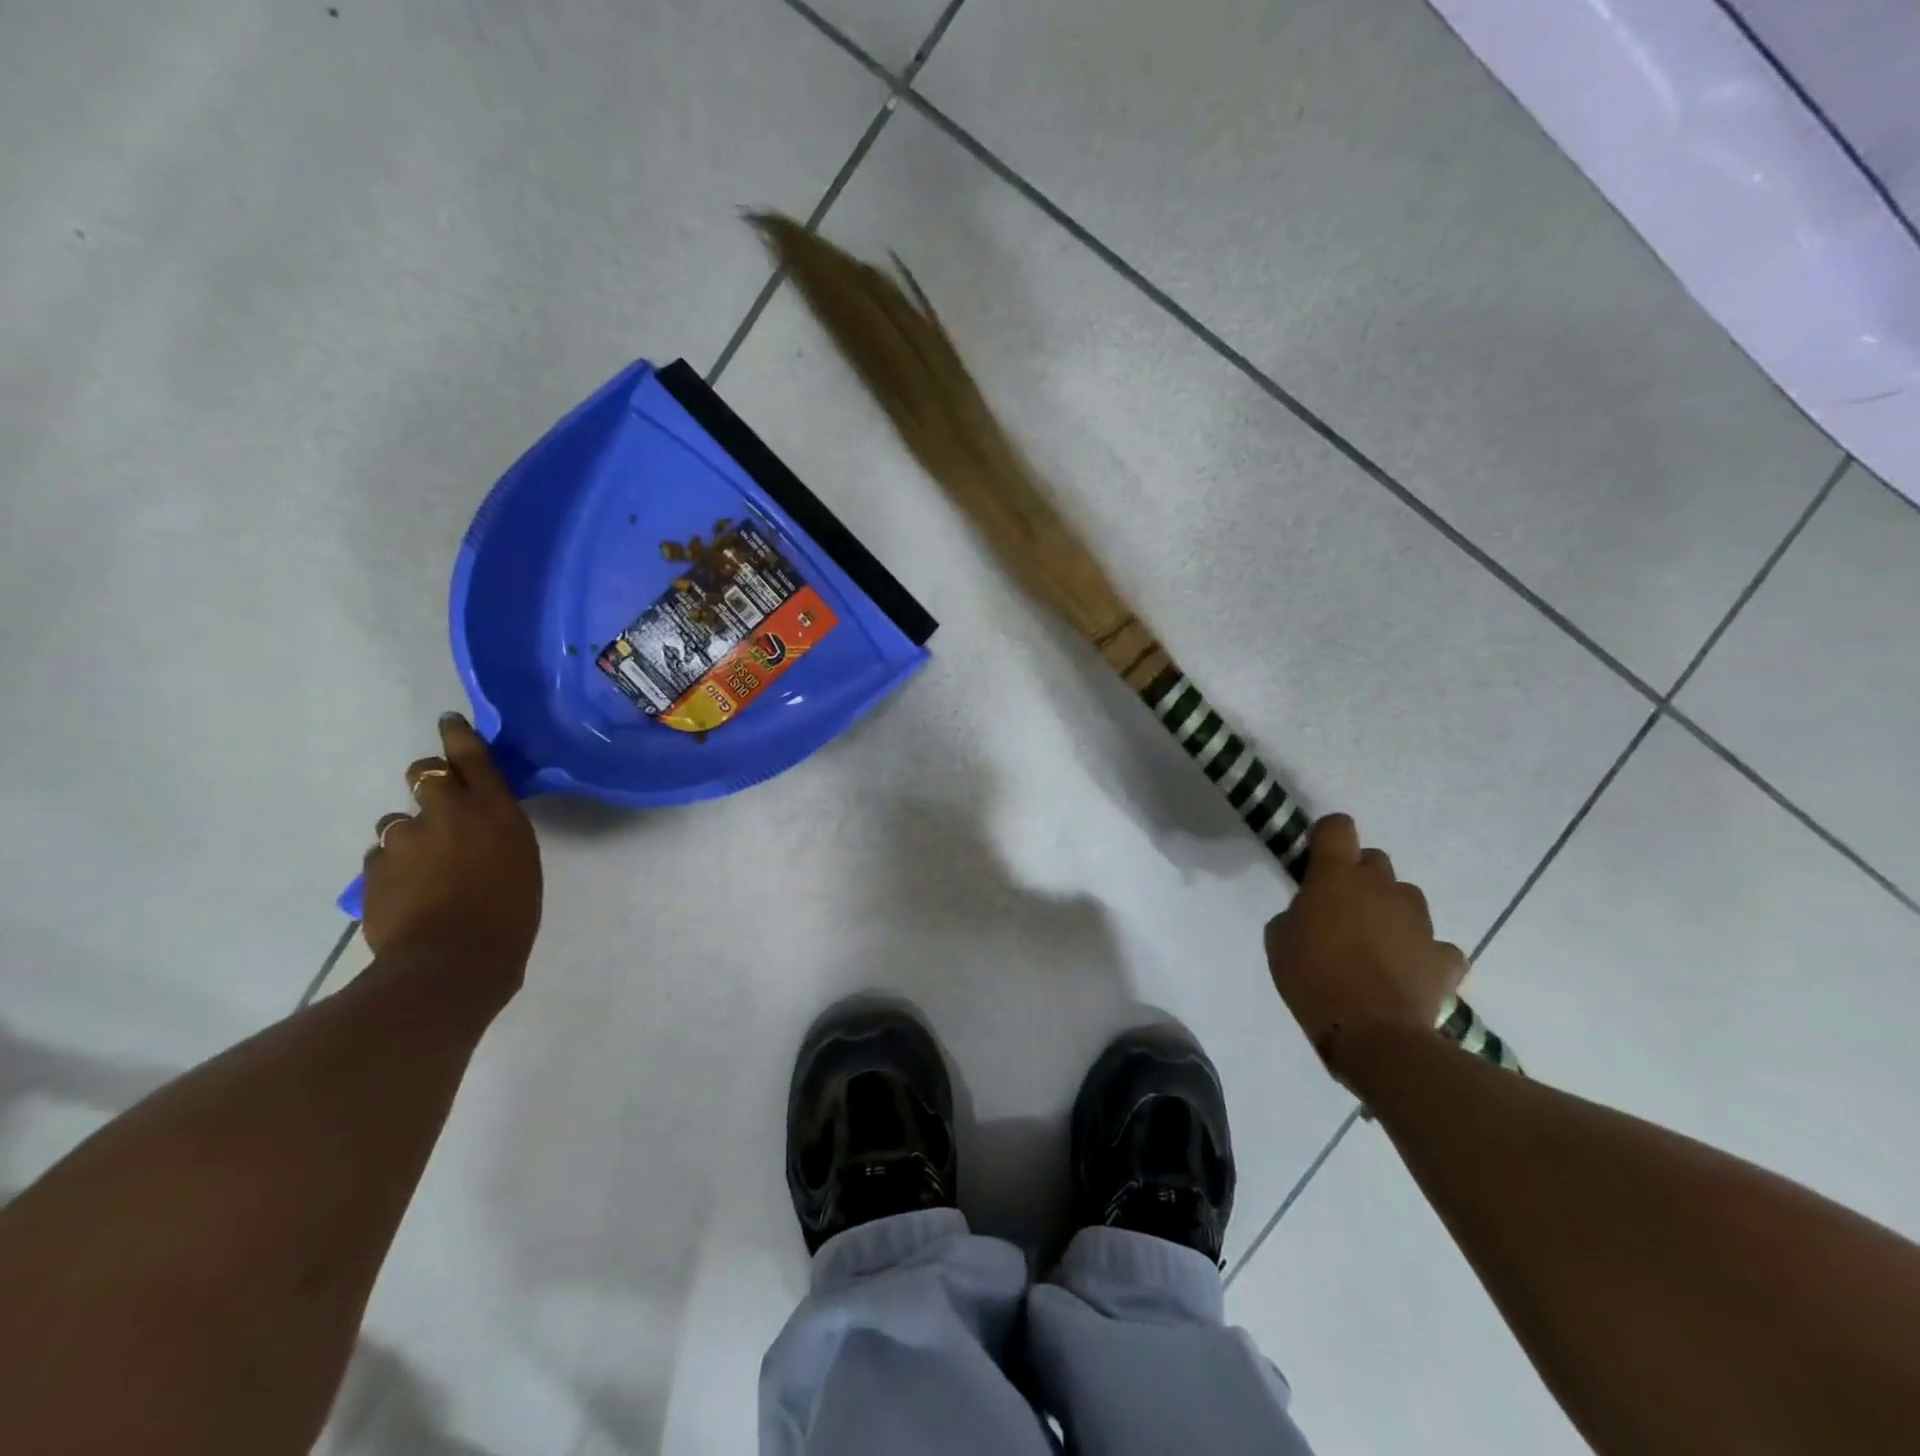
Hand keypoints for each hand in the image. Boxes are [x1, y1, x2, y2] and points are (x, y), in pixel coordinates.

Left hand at [361, 714, 542, 977]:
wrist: (452, 960)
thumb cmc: (510, 911)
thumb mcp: (520, 859)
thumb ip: (497, 831)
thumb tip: (478, 826)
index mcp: (491, 809)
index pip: (470, 756)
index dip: (458, 735)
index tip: (449, 721)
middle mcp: (445, 813)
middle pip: (424, 774)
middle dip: (428, 780)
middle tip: (439, 805)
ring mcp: (403, 840)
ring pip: (399, 821)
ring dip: (412, 833)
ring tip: (425, 866)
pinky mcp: (375, 871)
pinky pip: (383, 857)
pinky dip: (395, 866)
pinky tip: (409, 892)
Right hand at [1264, 814, 1464, 1087]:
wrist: (1372, 1036)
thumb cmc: (1312, 980)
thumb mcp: (1278, 940)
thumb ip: (1296, 912)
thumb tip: (1312, 912)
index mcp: (1336, 877)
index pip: (1337, 826)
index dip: (1327, 837)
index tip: (1316, 860)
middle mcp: (1382, 887)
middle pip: (1375, 860)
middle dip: (1359, 878)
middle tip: (1342, 911)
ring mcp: (1419, 920)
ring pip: (1405, 898)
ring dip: (1390, 912)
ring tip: (1375, 947)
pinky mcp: (1444, 956)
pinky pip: (1434, 944)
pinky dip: (1421, 954)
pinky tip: (1406, 974)